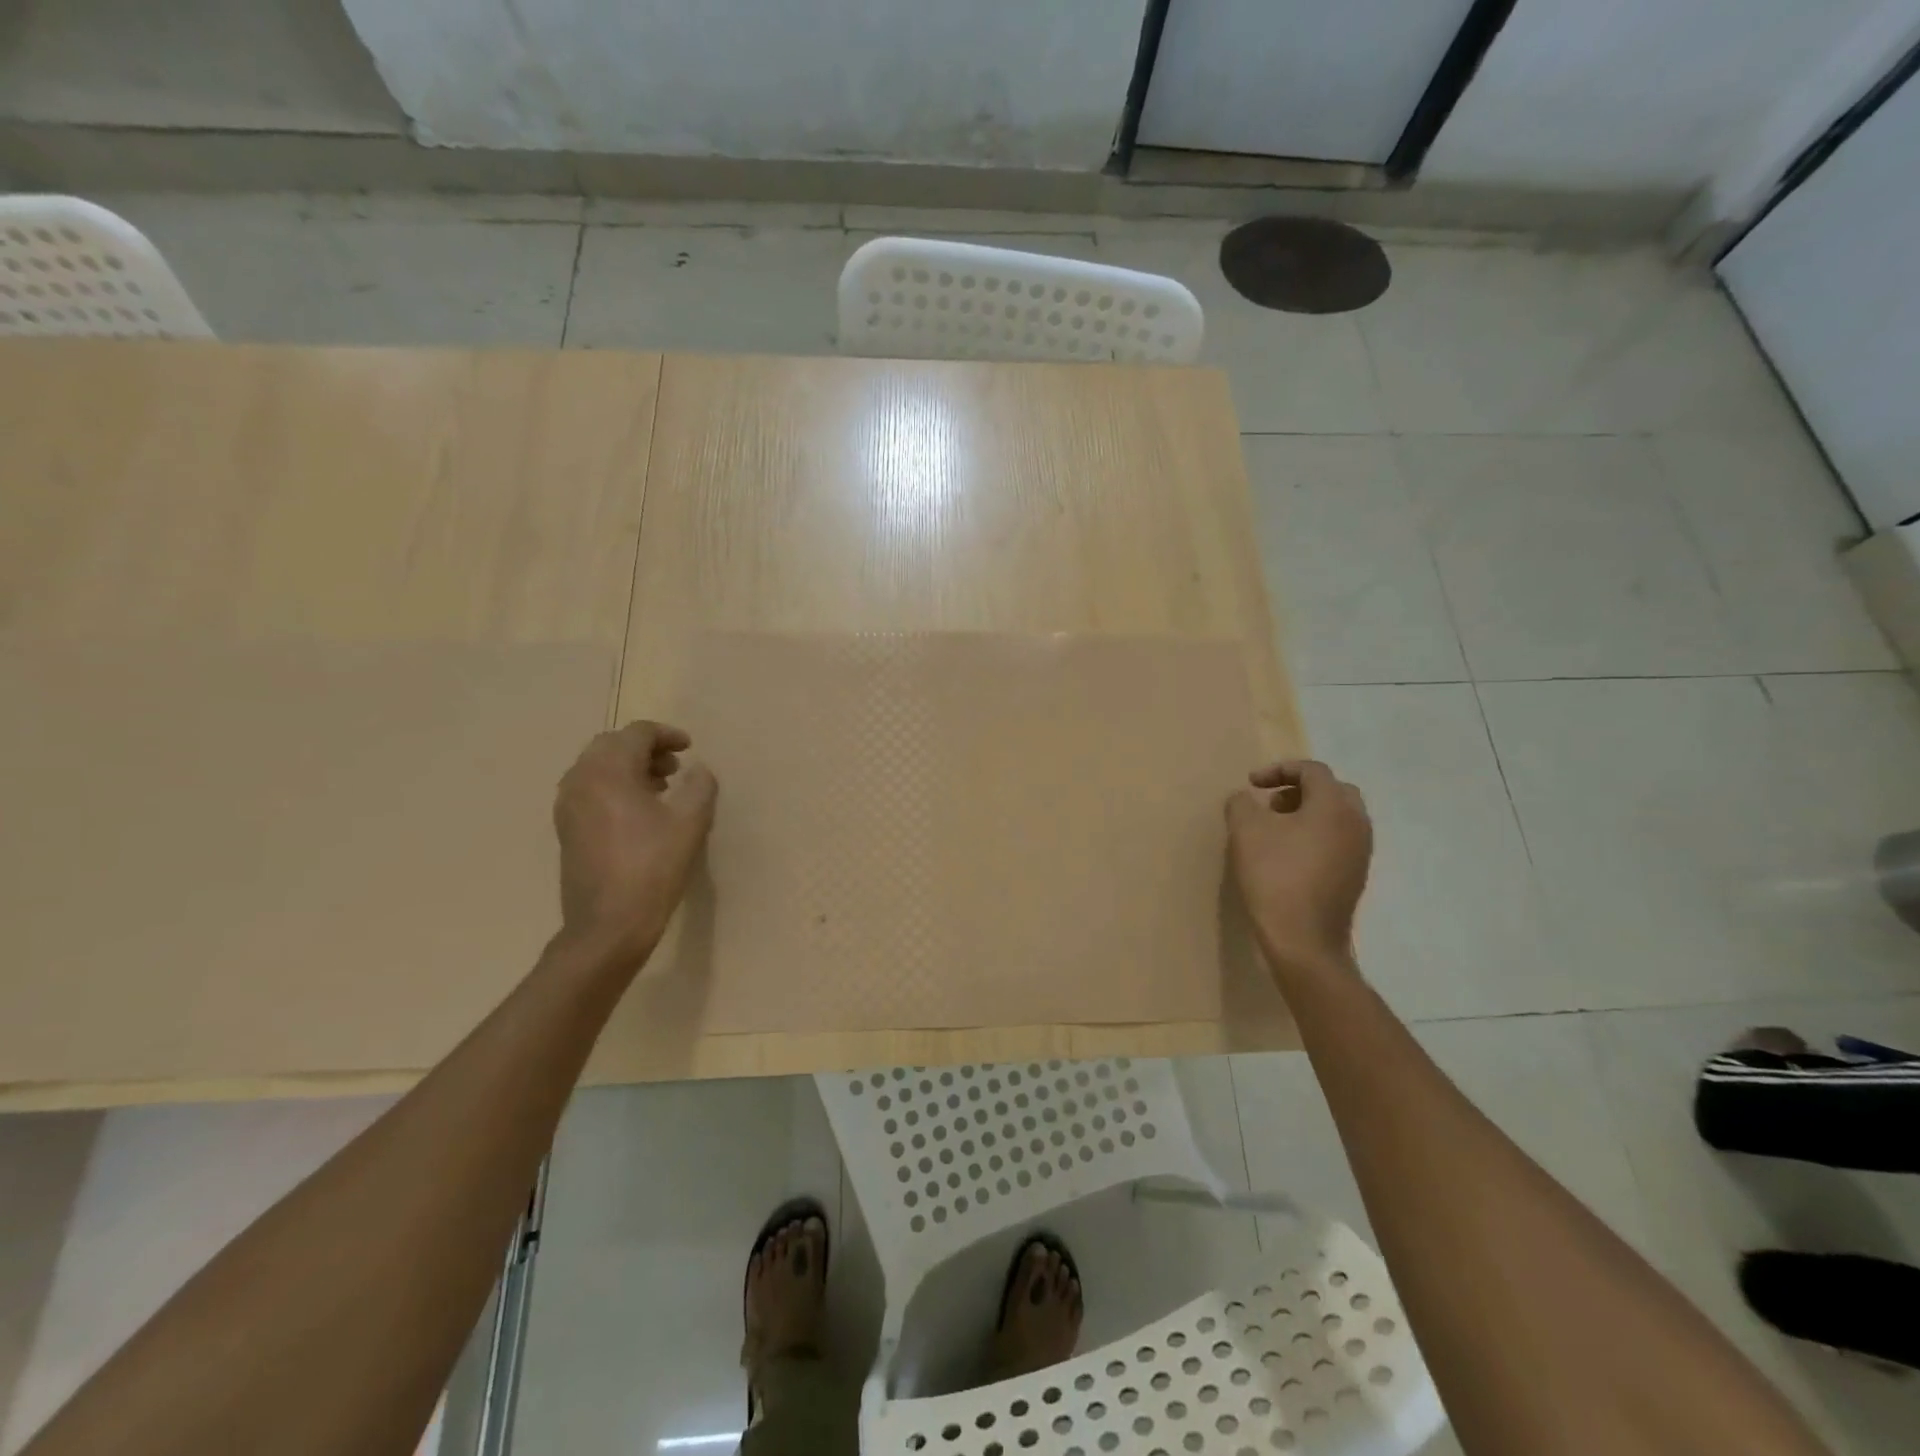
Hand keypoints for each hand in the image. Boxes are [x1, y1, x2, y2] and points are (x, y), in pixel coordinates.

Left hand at [553, 721, 717, 968]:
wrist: (608, 925)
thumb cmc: (652, 868)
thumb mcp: (690, 823)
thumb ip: (699, 786)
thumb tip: (697, 770)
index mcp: (609, 771)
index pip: (636, 734)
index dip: (666, 735)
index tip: (690, 748)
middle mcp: (581, 780)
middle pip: (611, 745)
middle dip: (645, 748)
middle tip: (675, 766)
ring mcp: (568, 806)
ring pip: (597, 767)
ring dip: (629, 767)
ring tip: (661, 788)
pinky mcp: (566, 829)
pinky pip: (589, 789)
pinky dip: (614, 786)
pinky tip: (639, 812)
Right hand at [1226, 760, 1371, 976]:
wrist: (1304, 939)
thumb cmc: (1275, 876)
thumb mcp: (1245, 831)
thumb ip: (1241, 804)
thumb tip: (1245, 799)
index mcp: (1334, 805)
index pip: (1312, 770)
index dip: (1278, 770)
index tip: (1251, 784)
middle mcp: (1357, 823)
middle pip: (1333, 790)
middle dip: (1299, 789)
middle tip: (1270, 803)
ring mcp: (1361, 852)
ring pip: (1337, 817)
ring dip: (1307, 813)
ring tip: (1275, 829)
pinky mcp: (1356, 876)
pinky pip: (1338, 840)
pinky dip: (1315, 835)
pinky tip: (1288, 855)